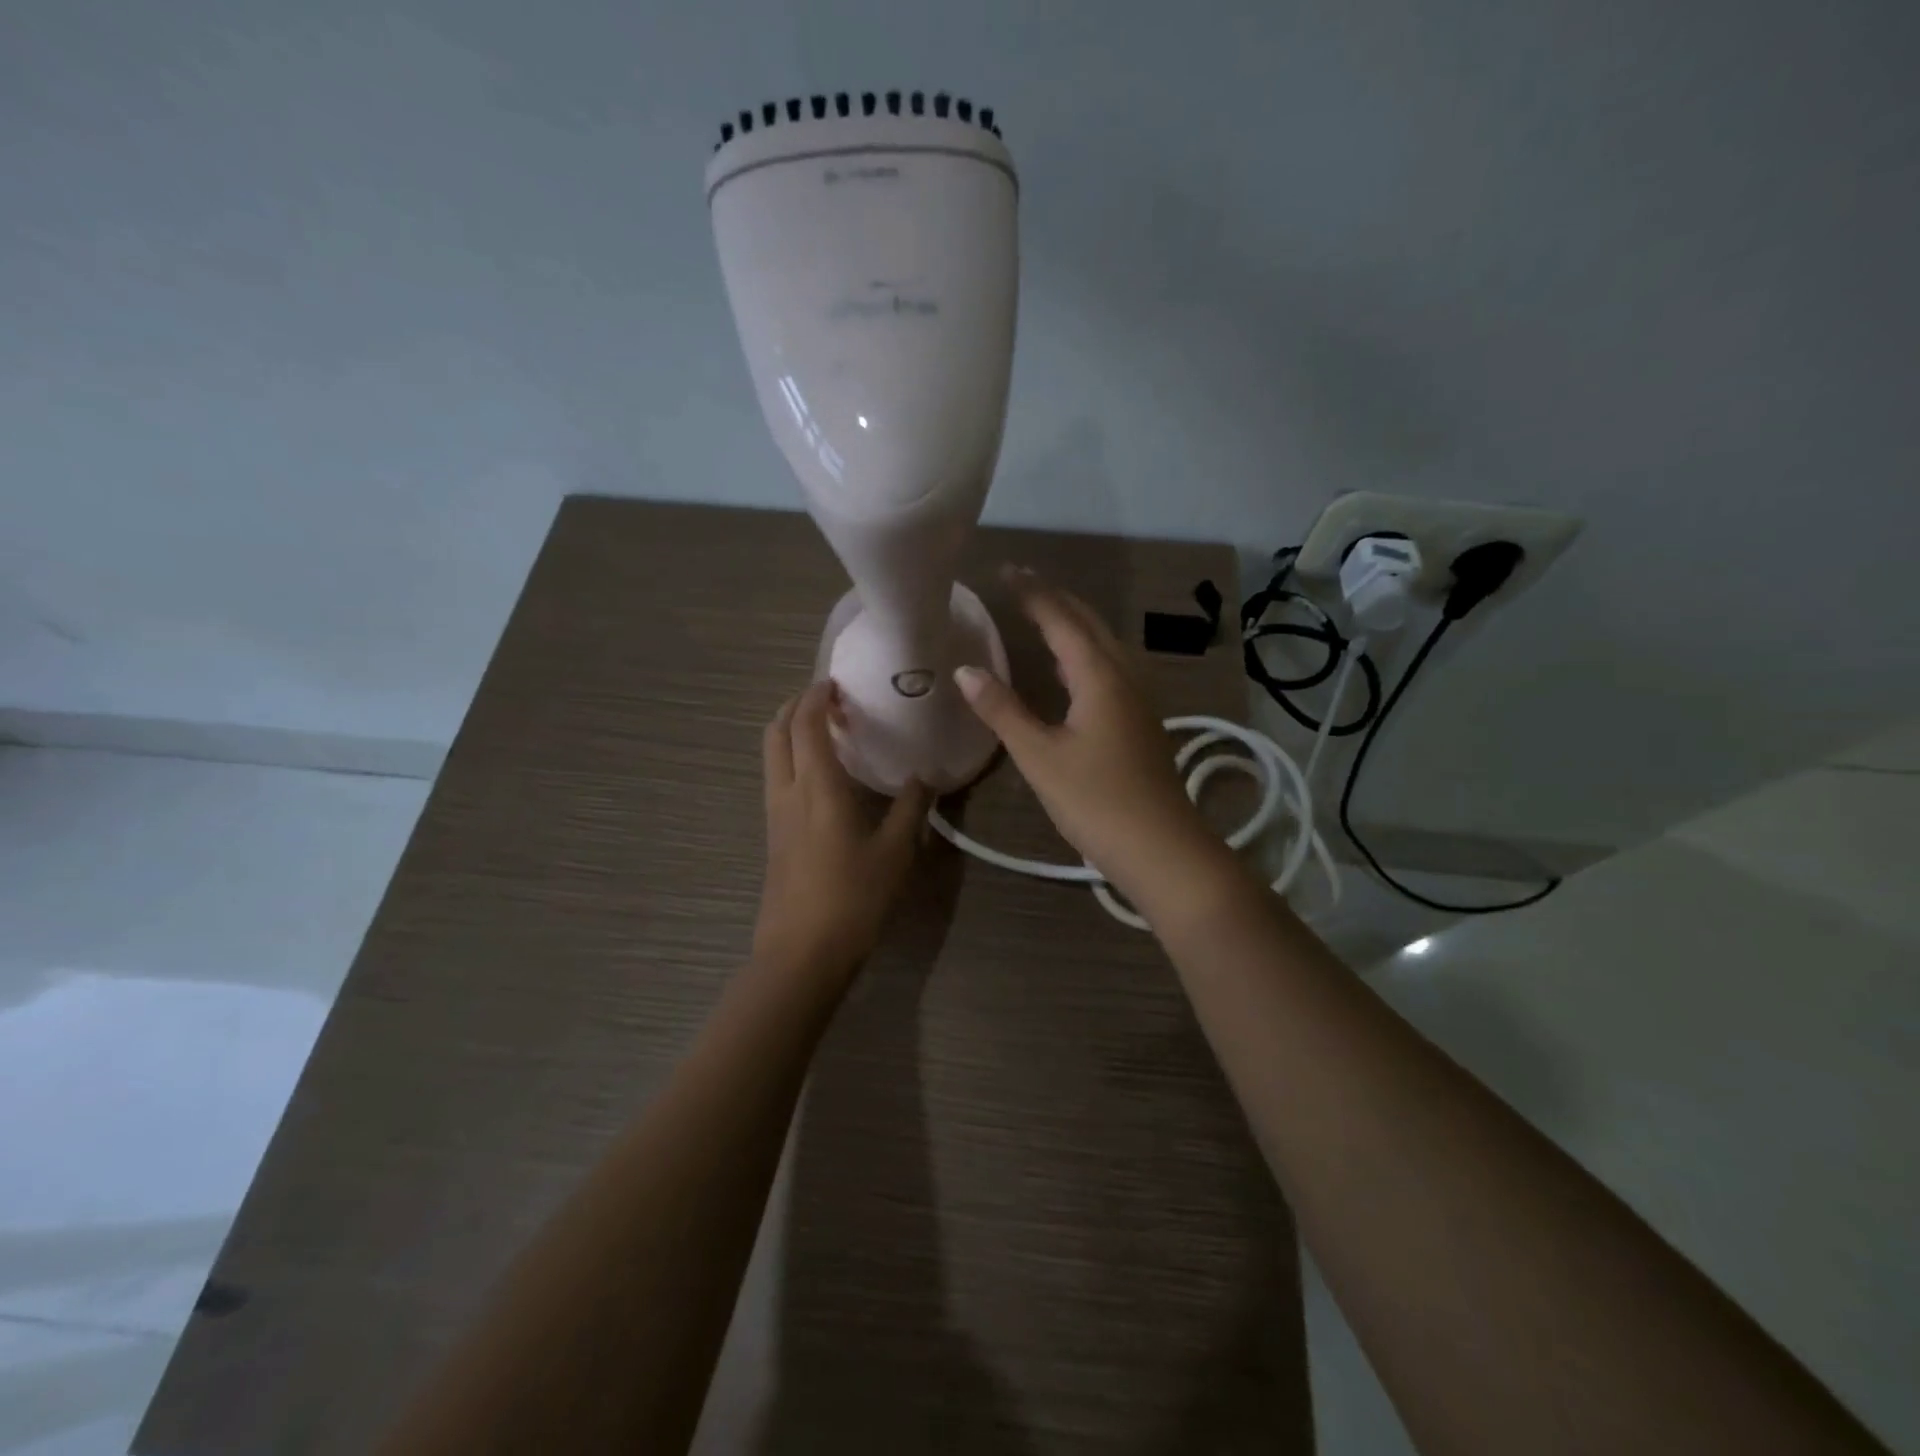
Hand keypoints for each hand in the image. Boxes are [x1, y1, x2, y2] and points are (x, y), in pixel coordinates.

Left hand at [755, 681, 930, 977]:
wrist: (802, 952)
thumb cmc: (853, 897)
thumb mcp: (896, 851)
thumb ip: (912, 807)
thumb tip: (926, 776)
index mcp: (817, 786)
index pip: (807, 722)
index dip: (818, 694)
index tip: (839, 681)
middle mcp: (787, 791)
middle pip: (776, 730)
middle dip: (797, 705)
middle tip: (831, 701)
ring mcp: (774, 813)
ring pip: (771, 754)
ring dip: (792, 731)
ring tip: (828, 732)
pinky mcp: (773, 834)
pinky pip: (777, 777)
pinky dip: (792, 757)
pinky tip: (823, 775)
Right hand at [953, 569, 1229, 909]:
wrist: (1161, 848)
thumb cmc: (1096, 801)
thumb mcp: (1040, 757)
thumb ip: (1003, 711)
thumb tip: (965, 670)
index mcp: (1100, 676)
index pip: (1062, 619)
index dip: (1032, 593)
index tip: (1005, 570)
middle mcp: (1124, 677)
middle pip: (1089, 624)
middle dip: (1055, 599)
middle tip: (1020, 584)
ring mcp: (1138, 700)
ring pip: (1104, 646)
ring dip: (1073, 624)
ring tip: (1042, 615)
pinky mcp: (1140, 722)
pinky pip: (1110, 669)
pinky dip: (1084, 653)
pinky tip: (1070, 670)